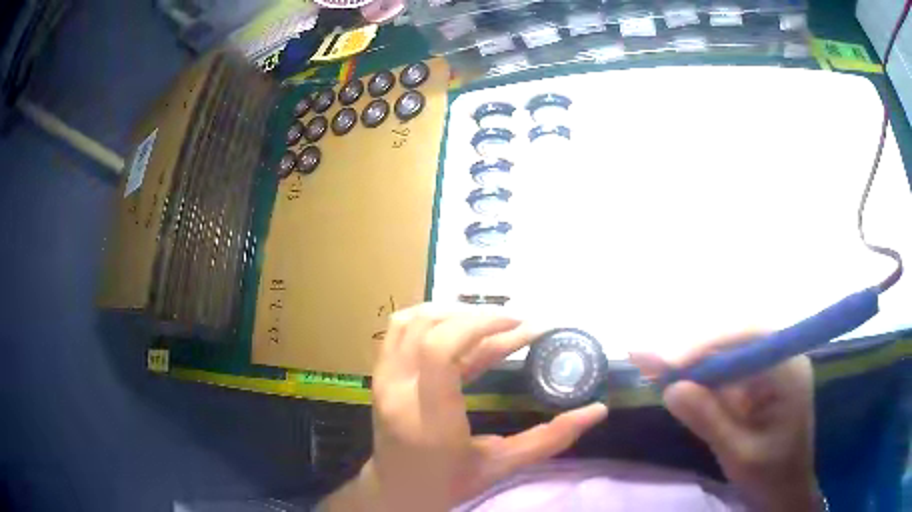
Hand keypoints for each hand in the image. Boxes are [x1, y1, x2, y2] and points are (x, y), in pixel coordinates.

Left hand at [321, 304, 607, 511]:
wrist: (397, 491)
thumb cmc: (450, 484)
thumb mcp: (502, 465)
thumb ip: (549, 439)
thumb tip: (597, 411)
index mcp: (429, 419)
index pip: (441, 351)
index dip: (481, 325)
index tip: (520, 325)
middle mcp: (399, 392)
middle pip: (430, 328)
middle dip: (478, 317)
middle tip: (517, 324)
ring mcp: (384, 382)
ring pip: (411, 322)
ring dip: (453, 313)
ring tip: (490, 322)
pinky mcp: (380, 377)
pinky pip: (397, 331)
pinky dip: (430, 318)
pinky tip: (459, 327)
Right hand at [632, 335, 821, 511]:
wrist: (787, 491)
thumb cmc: (770, 476)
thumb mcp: (739, 454)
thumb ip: (709, 420)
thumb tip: (671, 389)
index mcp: (788, 371)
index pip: (748, 339)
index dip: (706, 345)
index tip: (667, 364)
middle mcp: (782, 357)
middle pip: (735, 339)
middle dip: (693, 352)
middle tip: (647, 358)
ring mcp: (772, 368)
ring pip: (728, 353)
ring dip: (692, 362)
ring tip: (652, 365)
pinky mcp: (760, 381)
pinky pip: (729, 371)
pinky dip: (701, 377)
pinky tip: (676, 376)